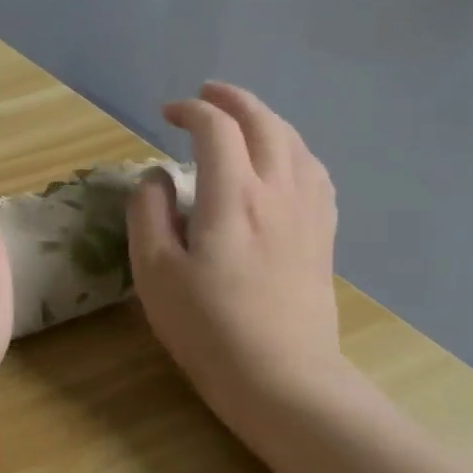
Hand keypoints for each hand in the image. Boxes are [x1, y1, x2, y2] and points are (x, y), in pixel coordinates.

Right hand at [127, 83, 344, 422]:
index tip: (166, 114)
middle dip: (234, 100)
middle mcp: (278, 191)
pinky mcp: (323, 235)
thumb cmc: (208, 327)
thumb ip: (148, 213)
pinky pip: (315, 172)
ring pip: (295, 142)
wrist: (282, 378)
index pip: (216, 129)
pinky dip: (295, 149)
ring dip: (267, 119)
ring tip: (244, 118)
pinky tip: (284, 161)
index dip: (190, 110)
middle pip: (264, 123)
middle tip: (207, 94)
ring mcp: (308, 212)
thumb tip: (157, 177)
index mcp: (233, 196)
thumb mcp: (155, 272)